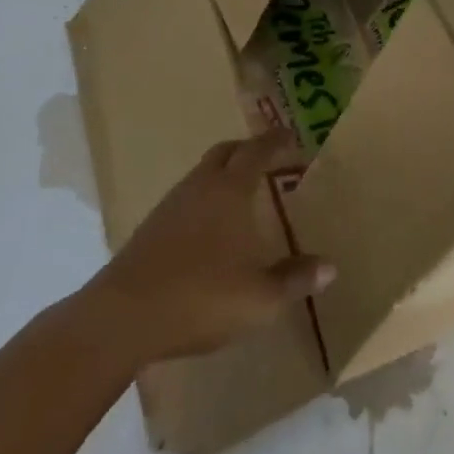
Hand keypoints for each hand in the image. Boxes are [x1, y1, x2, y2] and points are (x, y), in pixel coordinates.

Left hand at [89, 130, 334, 366]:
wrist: (122, 318)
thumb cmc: (200, 297)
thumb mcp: (259, 297)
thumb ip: (295, 280)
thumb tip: (330, 267)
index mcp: (230, 189)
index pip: (257, 151)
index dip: (275, 141)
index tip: (291, 135)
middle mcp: (201, 185)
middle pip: (226, 152)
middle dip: (248, 149)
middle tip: (267, 158)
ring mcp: (171, 204)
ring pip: (202, 173)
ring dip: (223, 173)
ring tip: (240, 193)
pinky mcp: (150, 227)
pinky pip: (186, 197)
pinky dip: (203, 198)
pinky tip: (208, 227)